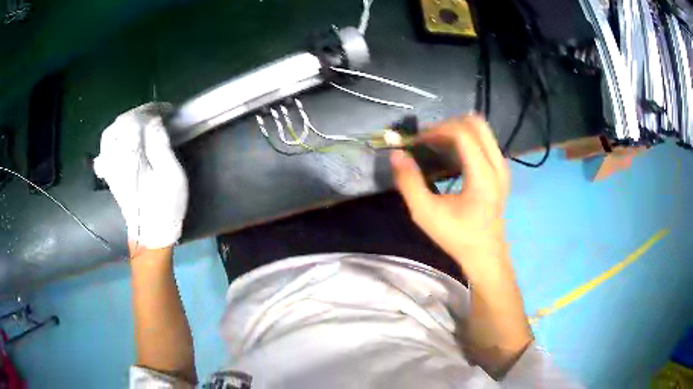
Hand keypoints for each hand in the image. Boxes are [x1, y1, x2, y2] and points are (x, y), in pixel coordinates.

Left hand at [94, 103, 187, 248]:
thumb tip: (154, 121)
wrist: (151, 233)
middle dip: (138, 113)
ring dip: (125, 123)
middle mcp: (116, 159)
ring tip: (141, 122)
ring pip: (110, 134)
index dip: (151, 110)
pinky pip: (105, 149)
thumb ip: (160, 145)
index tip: (166, 109)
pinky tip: (125, 137)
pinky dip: (115, 137)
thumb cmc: (166, 205)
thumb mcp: (172, 175)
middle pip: (119, 125)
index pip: (134, 121)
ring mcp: (111, 167)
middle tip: (155, 114)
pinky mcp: (111, 174)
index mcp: (131, 157)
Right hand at [390, 115, 509, 274]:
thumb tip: (397, 154)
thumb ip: (409, 182)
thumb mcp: (426, 213)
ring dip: (457, 130)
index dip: (436, 131)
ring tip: (436, 145)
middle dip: (448, 124)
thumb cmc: (457, 236)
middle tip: (428, 139)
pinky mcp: (500, 171)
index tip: (416, 142)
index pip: (462, 133)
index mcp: (483, 175)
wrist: (485, 254)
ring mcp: (502, 166)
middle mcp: (497, 165)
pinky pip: (484, 141)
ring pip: (481, 130)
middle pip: (476, 123)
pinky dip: (465, 139)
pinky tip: (450, 155)